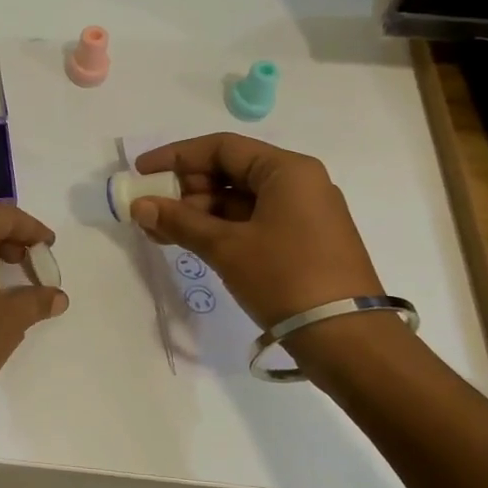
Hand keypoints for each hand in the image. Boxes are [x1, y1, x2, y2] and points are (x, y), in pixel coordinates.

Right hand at [130, 134, 382, 331]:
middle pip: (230, 172)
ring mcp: (302, 214)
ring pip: (238, 201)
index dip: (176, 156)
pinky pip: (251, 223)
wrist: (347, 339)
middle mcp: (298, 184)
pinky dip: (218, 229)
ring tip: (160, 232)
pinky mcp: (301, 242)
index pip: (221, 148)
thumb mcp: (226, 247)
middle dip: (185, 189)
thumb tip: (139, 205)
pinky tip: (188, 243)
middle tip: (149, 209)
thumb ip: (179, 221)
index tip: (142, 171)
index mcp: (286, 170)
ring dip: (197, 213)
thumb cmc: (285, 278)